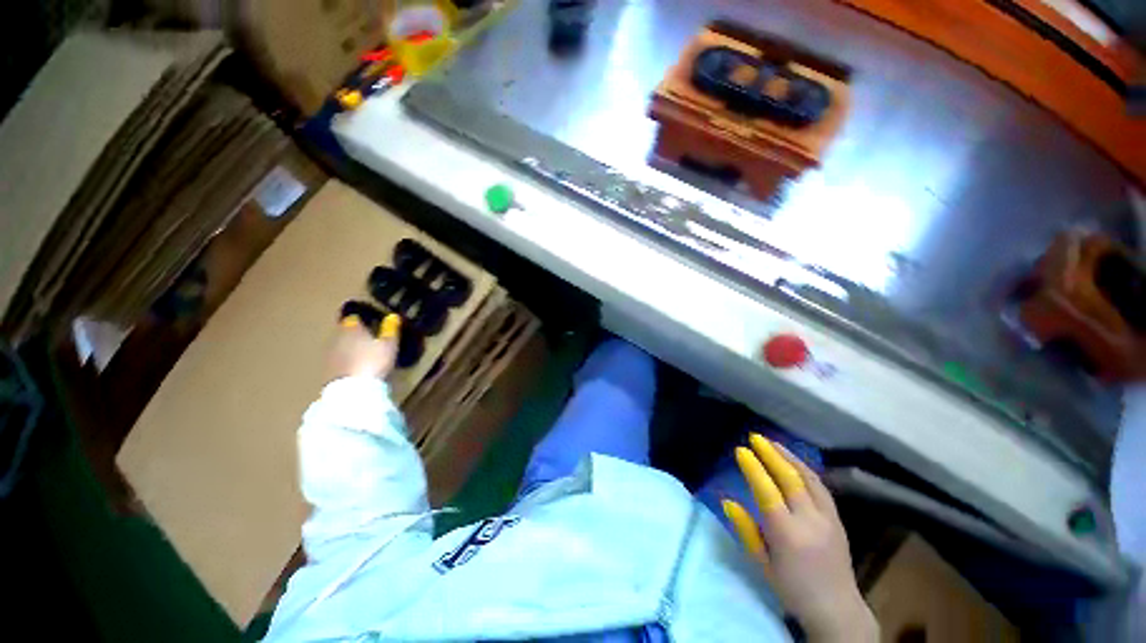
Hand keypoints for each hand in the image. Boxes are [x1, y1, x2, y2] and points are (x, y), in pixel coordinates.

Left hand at [326, 314, 400, 381]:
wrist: (351, 389)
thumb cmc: (373, 361)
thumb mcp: (389, 345)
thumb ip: (391, 329)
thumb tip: (392, 316)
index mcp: (352, 327)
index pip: (354, 317)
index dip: (362, 319)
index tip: (372, 322)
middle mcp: (337, 336)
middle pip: (346, 330)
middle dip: (356, 332)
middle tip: (370, 338)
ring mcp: (329, 352)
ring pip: (340, 343)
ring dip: (350, 346)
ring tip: (364, 353)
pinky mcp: (326, 368)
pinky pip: (337, 357)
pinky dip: (345, 358)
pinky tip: (355, 365)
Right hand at [722, 434, 877, 642]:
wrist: (837, 609)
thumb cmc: (792, 589)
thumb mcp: (763, 563)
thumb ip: (746, 530)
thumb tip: (727, 501)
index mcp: (787, 534)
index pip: (768, 492)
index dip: (754, 468)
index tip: (741, 450)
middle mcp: (810, 521)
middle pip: (790, 478)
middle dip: (771, 454)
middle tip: (755, 437)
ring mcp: (828, 518)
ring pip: (808, 478)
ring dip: (789, 457)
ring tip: (773, 442)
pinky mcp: (837, 519)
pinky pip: (820, 487)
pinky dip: (804, 470)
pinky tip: (794, 463)